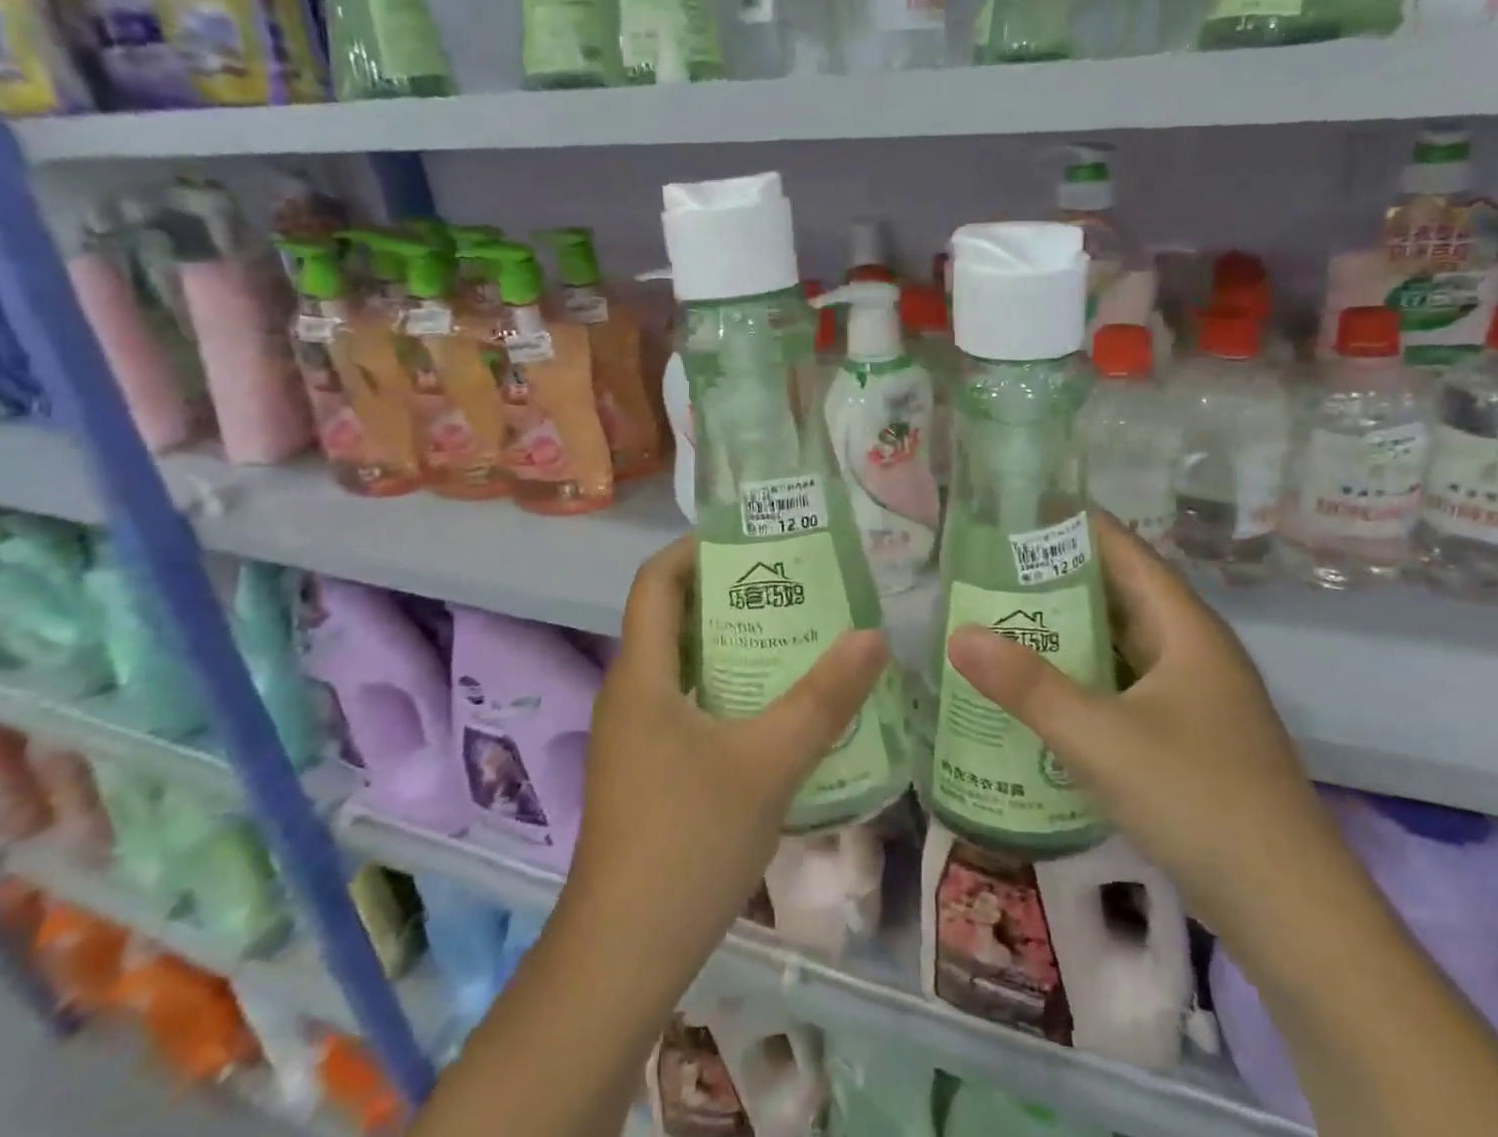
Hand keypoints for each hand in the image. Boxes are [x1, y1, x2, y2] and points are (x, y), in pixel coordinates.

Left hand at [567, 535, 890, 967]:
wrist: (623, 957)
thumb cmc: (687, 841)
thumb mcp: (768, 763)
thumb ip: (823, 698)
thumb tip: (874, 635)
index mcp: (642, 674)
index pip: (654, 581)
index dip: (695, 548)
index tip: (751, 539)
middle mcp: (630, 693)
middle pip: (672, 617)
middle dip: (729, 593)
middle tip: (792, 585)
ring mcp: (635, 736)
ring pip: (682, 664)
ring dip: (732, 644)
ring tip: (794, 636)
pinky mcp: (646, 770)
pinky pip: (687, 704)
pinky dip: (727, 689)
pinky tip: (774, 709)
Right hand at [946, 512, 1337, 935]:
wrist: (1292, 911)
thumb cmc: (1197, 798)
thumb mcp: (1099, 737)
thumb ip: (1027, 685)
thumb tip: (958, 634)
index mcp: (1185, 627)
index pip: (1124, 550)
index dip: (1073, 525)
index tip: (1015, 511)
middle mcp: (1193, 649)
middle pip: (1119, 593)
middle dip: (1056, 578)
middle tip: (988, 568)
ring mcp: (1194, 696)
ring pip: (1121, 643)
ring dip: (1068, 631)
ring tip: (1002, 618)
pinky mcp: (1188, 736)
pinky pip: (1124, 684)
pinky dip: (1084, 676)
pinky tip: (1041, 688)